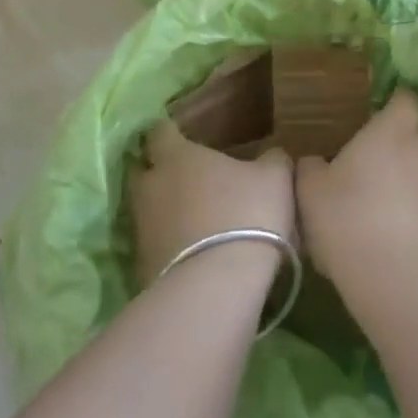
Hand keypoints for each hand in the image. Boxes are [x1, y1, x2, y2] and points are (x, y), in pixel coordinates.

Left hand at [131, 121, 295, 286]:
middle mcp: (151, 187)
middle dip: (159, 171)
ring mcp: (142, 228)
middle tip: (187, 176)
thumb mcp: (275, 178)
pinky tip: (193, 250)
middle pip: (144, 170)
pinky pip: (154, 244)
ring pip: (147, 209)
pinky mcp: (142, 265)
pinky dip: (168, 243)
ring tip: (194, 217)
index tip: (182, 134)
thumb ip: (272, 159)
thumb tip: (272, 154)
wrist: (217, 285)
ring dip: (165, 210)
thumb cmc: (246, 214)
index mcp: (177, 157)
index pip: (160, 132)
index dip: (171, 132)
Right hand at [295, 90, 417, 311]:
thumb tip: (313, 161)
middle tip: (368, 157)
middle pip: (415, 132)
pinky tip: (389, 224)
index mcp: (391, 130)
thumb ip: (310, 166)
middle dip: (397, 140)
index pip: (405, 99)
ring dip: (405, 173)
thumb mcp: (310, 191)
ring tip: (378, 194)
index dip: (393, 103)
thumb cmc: (348, 220)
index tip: (375, 114)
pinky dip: (412, 203)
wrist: (398, 280)